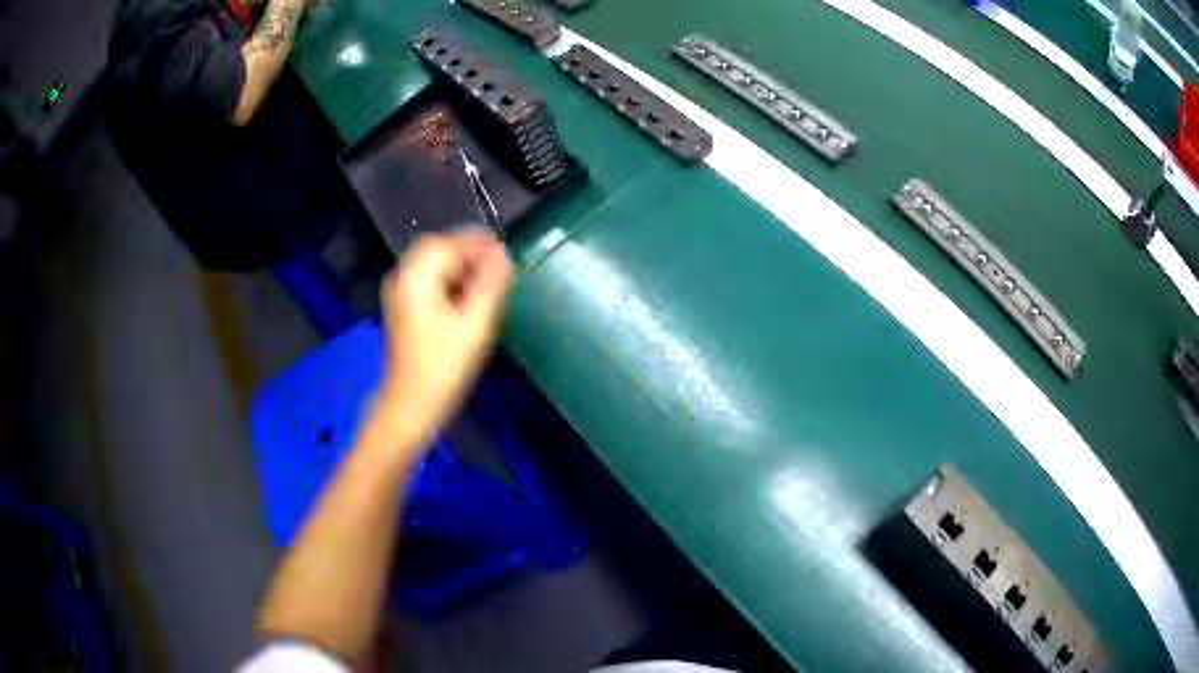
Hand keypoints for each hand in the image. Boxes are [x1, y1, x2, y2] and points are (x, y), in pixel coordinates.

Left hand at [374, 231, 513, 450]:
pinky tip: (467, 296)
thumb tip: (503, 255)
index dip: (478, 243)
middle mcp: (402, 277)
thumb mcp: (475, 325)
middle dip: (468, 251)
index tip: (505, 252)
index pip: (449, 243)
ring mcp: (399, 293)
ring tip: (488, 280)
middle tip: (498, 264)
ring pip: (431, 264)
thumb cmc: (444, 367)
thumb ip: (491, 285)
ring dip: (459, 265)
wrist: (410, 405)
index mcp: (416, 277)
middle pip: (436, 248)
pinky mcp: (402, 308)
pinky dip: (448, 280)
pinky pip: (427, 280)